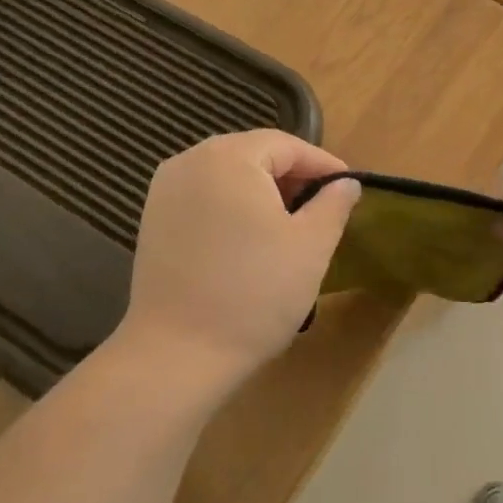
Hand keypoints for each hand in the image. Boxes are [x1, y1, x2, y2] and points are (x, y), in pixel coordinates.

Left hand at [118, 130, 359, 385]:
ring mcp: (165, 191)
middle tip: (323, 209)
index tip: (349, 190)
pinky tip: (250, 241)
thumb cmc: (254, 293)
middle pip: (254, 155)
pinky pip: (205, 197)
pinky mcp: (153, 221)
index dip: (323, 165)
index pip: (287, 146)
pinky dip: (233, 208)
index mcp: (229, 157)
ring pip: (228, 176)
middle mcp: (190, 161)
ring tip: (291, 226)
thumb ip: (334, 204)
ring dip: (263, 193)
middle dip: (292, 177)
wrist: (177, 356)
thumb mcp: (311, 245)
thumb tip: (346, 184)